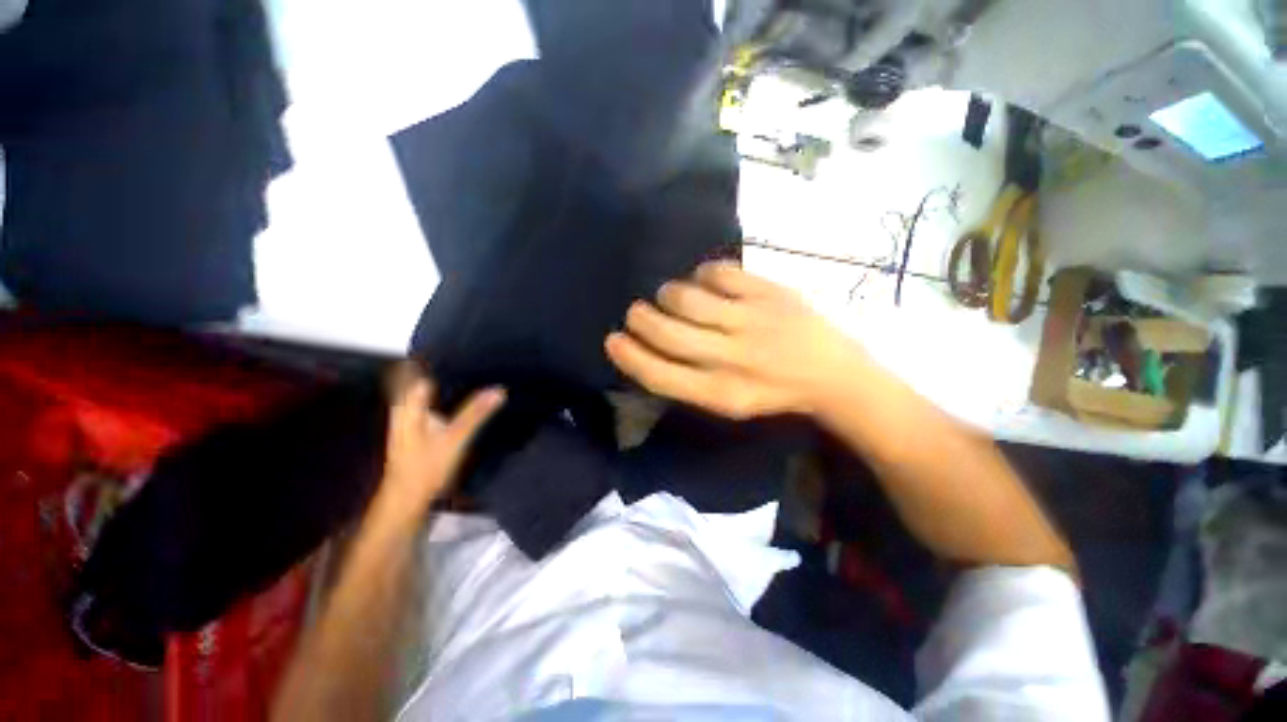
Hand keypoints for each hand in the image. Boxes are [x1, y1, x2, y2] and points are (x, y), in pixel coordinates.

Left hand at [373, 363, 504, 525]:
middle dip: (445, 365)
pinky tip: (466, 395)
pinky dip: (448, 395)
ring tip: (475, 370)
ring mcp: (412, 417)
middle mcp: (408, 406)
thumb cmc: (426, 466)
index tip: (465, 345)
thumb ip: (476, 413)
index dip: (440, 355)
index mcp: (410, 403)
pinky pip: (434, 402)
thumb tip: (499, 390)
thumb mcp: (454, 438)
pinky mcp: (420, 427)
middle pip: (423, 376)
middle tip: (475, 356)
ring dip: (448, 380)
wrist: (407, 498)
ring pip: (429, 390)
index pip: (421, 369)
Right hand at [605, 261, 867, 419]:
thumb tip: (647, 346)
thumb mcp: (727, 402)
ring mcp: (751, 320)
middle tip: (637, 312)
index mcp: (719, 393)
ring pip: (686, 298)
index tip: (613, 340)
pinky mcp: (769, 292)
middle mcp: (731, 358)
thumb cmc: (771, 392)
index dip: (629, 356)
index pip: (658, 375)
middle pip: (667, 332)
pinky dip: (702, 274)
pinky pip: (719, 272)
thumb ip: (687, 380)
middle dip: (640, 318)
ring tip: (671, 297)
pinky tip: (705, 282)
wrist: (832, 374)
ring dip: (668, 294)